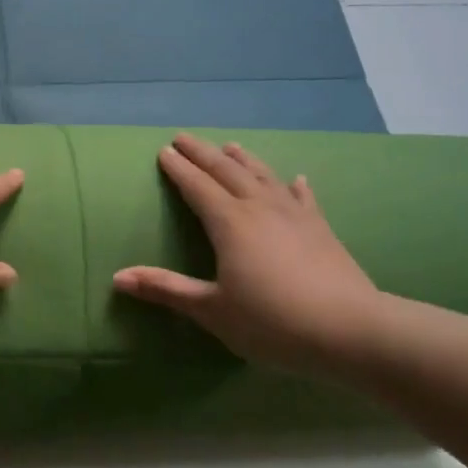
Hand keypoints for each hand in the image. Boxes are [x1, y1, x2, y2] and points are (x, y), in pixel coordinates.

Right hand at [113, 133, 385, 372]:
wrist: (350, 330)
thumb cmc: (272, 321)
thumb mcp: (212, 310)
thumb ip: (166, 289)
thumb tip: (117, 276)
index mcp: (229, 223)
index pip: (197, 187)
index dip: (178, 169)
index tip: (163, 151)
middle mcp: (260, 208)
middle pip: (227, 171)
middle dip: (202, 153)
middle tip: (184, 137)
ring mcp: (294, 215)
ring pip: (263, 176)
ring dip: (243, 160)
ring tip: (230, 146)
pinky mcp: (321, 229)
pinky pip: (303, 198)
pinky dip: (293, 186)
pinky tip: (296, 179)